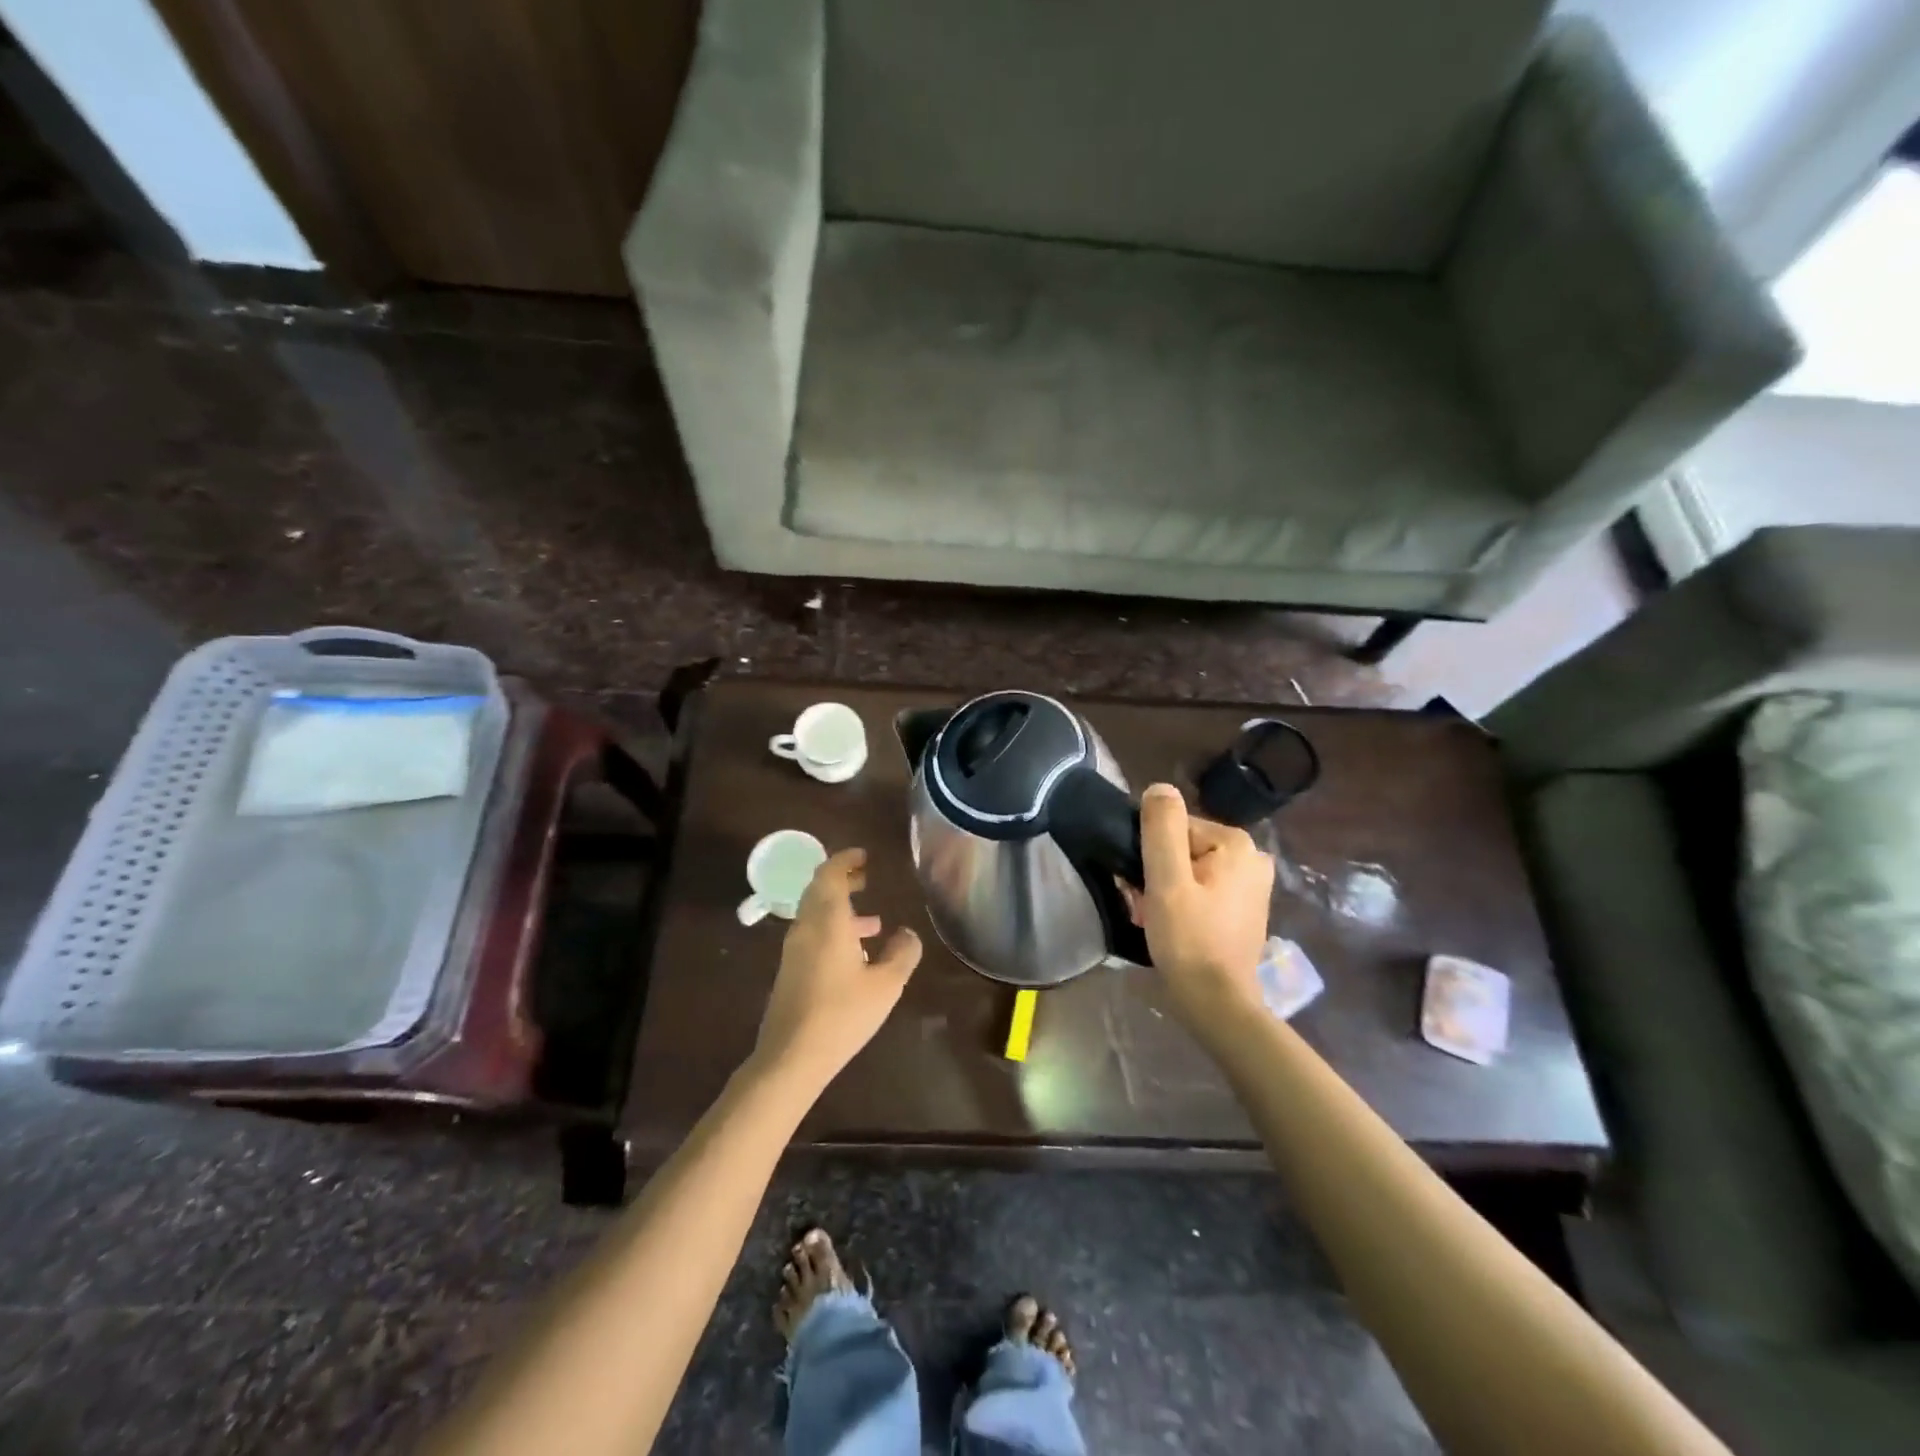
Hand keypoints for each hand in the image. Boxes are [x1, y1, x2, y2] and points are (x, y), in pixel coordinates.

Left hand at [753, 848, 921, 1090]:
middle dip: (842, 880)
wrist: (790, 1057)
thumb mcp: (886, 985)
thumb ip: (902, 954)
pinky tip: (856, 956)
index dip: (845, 860)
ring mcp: (794, 950)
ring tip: (873, 922)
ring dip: (840, 909)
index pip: (830, 874)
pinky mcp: (791, 971)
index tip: (864, 856)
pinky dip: (833, 930)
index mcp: (827, 921)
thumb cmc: (842, 1014)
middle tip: (867, 879)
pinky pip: (812, 935)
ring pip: (815, 915)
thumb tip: (908, 934)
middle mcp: (806, 928)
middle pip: (819, 891)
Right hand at [1131, 783, 1273, 1027]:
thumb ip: (1161, 828)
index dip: (1151, 856)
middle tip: (1147, 907)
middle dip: (1159, 874)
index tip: (1142, 887)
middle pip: (1183, 848)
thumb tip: (1159, 787)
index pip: (1174, 828)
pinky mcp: (1247, 908)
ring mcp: (1253, 884)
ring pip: (1191, 869)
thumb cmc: (1188, 938)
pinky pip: (1204, 889)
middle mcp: (1252, 857)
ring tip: (1157, 919)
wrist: (1217, 1003)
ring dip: (1167, 889)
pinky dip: (1184, 901)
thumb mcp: (1166, 879)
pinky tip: (1174, 926)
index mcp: (1236, 843)